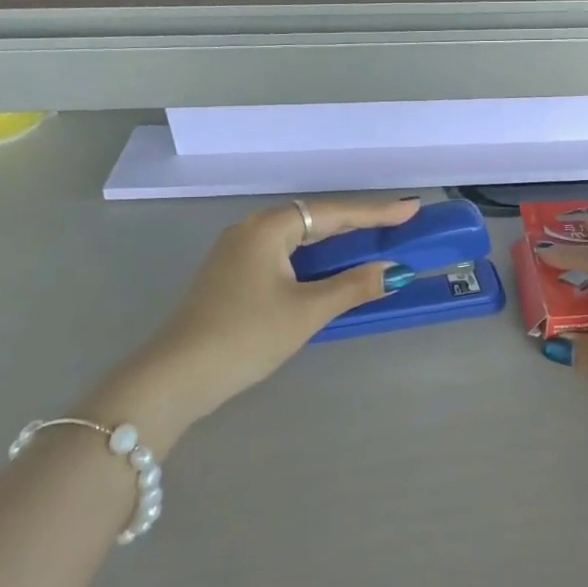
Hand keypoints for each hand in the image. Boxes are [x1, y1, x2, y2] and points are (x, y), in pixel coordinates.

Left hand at [89, 197, 419, 451]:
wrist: (175, 377)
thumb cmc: (245, 336)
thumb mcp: (306, 312)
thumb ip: (353, 287)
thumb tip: (396, 271)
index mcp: (268, 227)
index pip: (334, 213)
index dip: (376, 212)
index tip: (412, 208)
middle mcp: (251, 229)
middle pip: (315, 220)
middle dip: (358, 223)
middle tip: (399, 224)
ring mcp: (237, 253)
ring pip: (299, 239)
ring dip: (336, 243)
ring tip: (375, 243)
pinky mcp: (231, 276)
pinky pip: (284, 255)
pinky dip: (314, 260)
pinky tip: (331, 270)